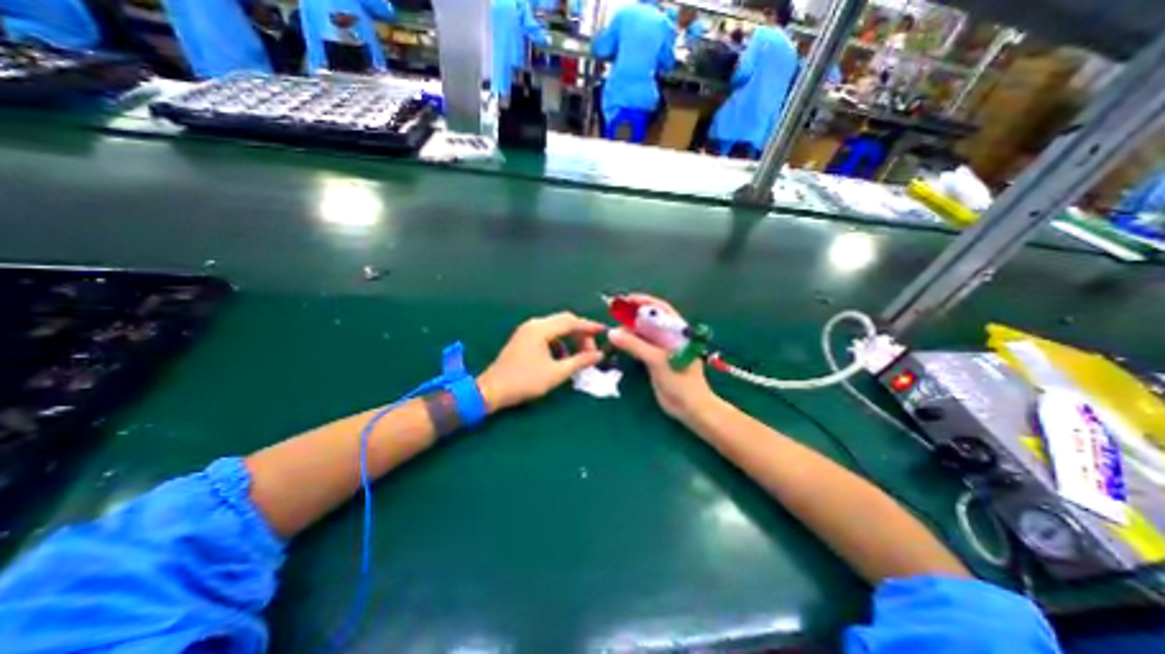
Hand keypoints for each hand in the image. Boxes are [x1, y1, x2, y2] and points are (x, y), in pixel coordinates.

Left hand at [478, 309, 605, 410]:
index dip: (590, 327)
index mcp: (541, 329)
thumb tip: (599, 355)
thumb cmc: (525, 381)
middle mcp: (534, 324)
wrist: (492, 390)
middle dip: (581, 333)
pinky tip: (563, 358)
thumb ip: (579, 361)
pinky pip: (547, 335)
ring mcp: (527, 330)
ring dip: (570, 338)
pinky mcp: (524, 339)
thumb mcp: (556, 373)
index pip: (571, 322)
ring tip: (580, 355)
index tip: (604, 331)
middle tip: (593, 349)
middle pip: (564, 321)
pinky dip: (559, 343)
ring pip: (556, 328)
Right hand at [606, 293, 715, 421]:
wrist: (690, 408)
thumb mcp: (657, 361)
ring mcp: (662, 349)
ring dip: (629, 330)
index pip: (660, 309)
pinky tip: (619, 343)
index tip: (625, 299)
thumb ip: (635, 345)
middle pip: (649, 320)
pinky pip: (640, 346)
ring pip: (643, 333)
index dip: (643, 302)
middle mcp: (669, 337)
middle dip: (632, 315)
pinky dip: (629, 343)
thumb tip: (613, 332)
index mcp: (677, 331)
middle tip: (614, 315)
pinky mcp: (655, 360)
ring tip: (614, 330)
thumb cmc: (680, 382)